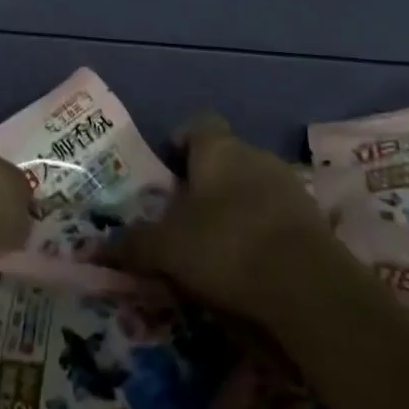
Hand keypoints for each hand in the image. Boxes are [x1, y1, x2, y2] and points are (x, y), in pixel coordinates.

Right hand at [116, 113, 339, 320]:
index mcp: (217, 148)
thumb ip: (134, 244)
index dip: (180, 142)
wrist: (308, 283)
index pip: (197, 125)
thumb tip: (95, 247)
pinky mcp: (312, 218)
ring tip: (217, 246)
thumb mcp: (169, 248)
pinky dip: (263, 231)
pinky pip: (277, 215)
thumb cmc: (227, 245)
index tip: (167, 171)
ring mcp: (288, 184)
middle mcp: (253, 154)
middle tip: (184, 217)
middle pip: (224, 158)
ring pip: (252, 186)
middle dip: (205, 183)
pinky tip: (252, 265)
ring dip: (236, 207)